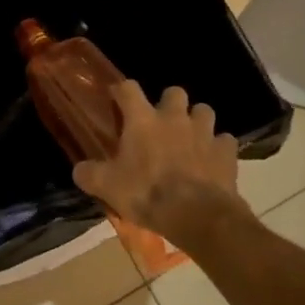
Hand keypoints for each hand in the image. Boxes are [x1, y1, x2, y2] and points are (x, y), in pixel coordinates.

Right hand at [72, 82, 243, 242]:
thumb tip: (78, 170)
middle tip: (161, 123)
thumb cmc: (147, 194)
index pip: (129, 88)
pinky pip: (224, 140)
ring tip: (190, 138)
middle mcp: (174, 117)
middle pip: (174, 91)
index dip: (122, 91)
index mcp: (142, 120)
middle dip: (169, 103)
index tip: (118, 99)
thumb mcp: (108, 188)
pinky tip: (212, 160)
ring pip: (204, 110)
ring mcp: (204, 132)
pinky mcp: (226, 151)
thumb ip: (89, 174)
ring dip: (196, 121)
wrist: (198, 216)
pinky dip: (218, 147)